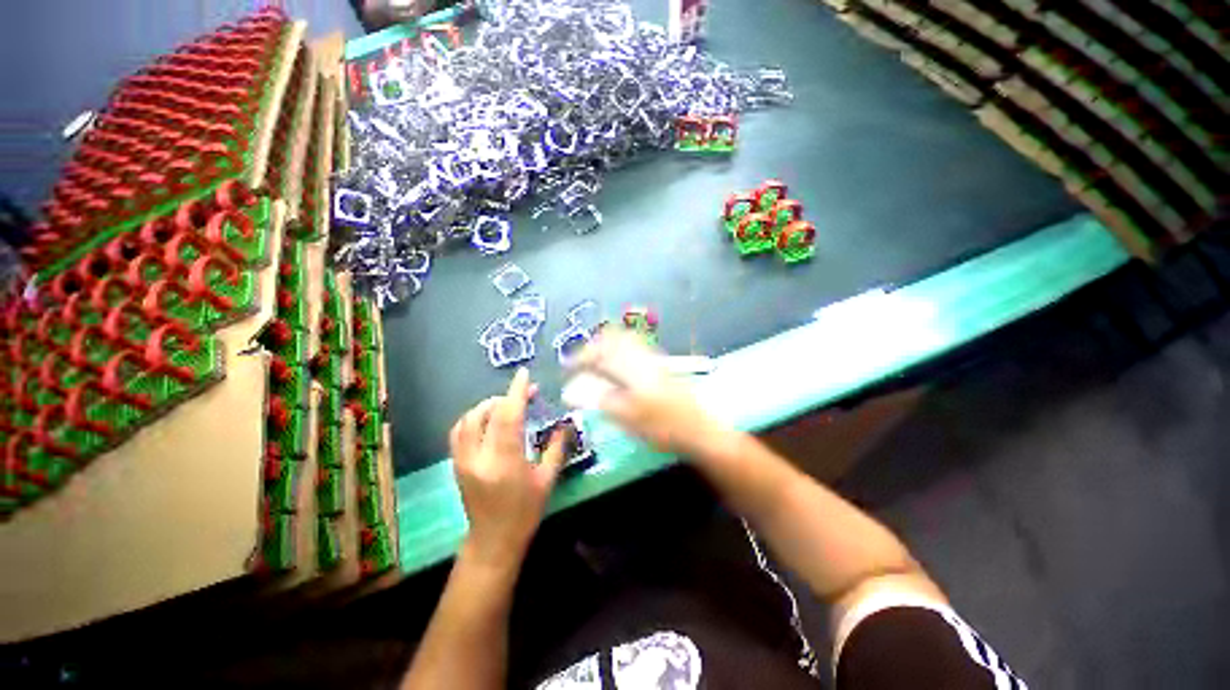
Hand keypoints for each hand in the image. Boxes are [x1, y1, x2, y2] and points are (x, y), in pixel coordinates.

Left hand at [450, 368, 567, 572]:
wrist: (493, 541)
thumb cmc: (525, 512)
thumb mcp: (546, 480)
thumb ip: (556, 449)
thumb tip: (565, 425)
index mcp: (505, 462)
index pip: (508, 417)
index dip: (516, 392)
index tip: (524, 374)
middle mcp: (479, 458)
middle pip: (486, 413)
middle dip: (506, 397)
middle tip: (526, 394)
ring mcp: (463, 461)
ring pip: (468, 419)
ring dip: (488, 405)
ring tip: (507, 404)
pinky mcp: (456, 464)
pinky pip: (459, 431)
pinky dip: (473, 417)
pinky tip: (489, 418)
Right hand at [573, 328, 718, 455]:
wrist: (699, 430)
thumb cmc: (662, 426)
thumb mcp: (626, 416)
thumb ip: (598, 399)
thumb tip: (570, 391)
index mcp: (631, 366)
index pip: (599, 351)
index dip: (580, 357)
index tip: (568, 368)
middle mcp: (642, 356)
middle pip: (613, 338)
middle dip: (594, 347)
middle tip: (582, 363)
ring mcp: (653, 360)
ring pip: (625, 341)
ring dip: (607, 348)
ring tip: (595, 365)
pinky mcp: (660, 367)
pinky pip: (635, 349)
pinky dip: (620, 352)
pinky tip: (618, 370)